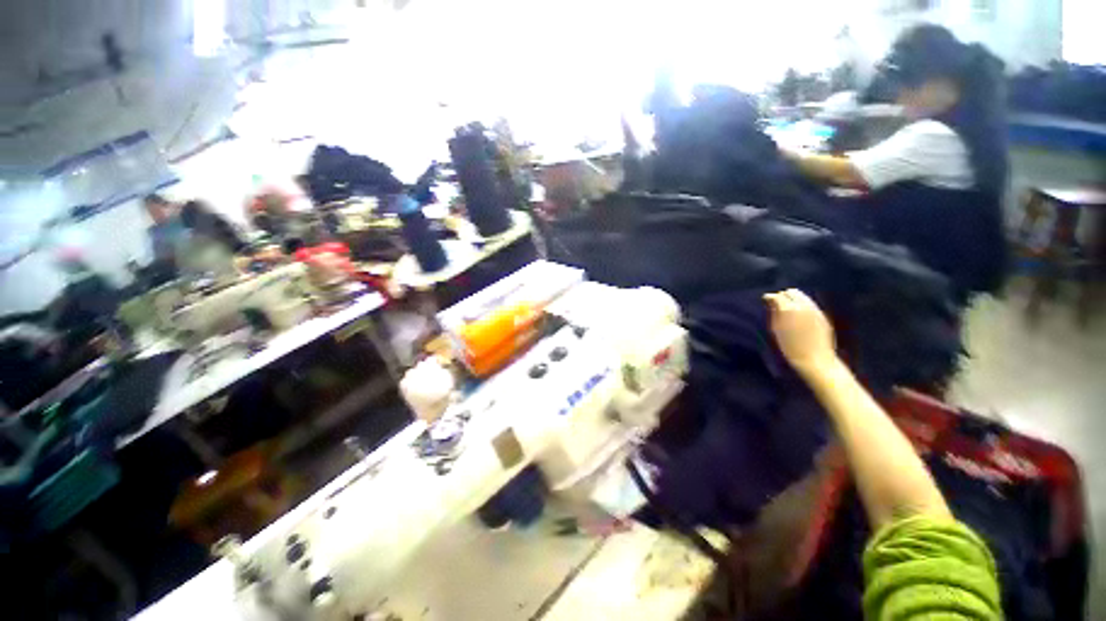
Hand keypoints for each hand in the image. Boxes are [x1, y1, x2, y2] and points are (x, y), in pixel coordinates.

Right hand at [764, 289, 836, 376]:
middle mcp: (803, 306)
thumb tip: (771, 302)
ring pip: (802, 296)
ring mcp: (814, 310)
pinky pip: (810, 304)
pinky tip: (798, 313)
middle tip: (776, 304)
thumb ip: (774, 313)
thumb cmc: (790, 348)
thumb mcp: (776, 330)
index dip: (769, 298)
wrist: (815, 360)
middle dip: (783, 296)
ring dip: (793, 299)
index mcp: (788, 309)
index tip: (765, 300)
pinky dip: (802, 304)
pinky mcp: (822, 315)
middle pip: (791, 292)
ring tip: (787, 308)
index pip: (777, 296)